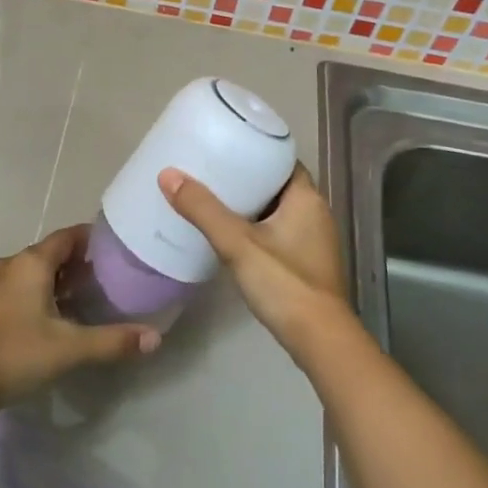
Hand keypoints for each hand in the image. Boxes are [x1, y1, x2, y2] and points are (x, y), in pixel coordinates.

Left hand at [0, 224, 160, 412]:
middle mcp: (10, 264)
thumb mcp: (69, 349)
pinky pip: (19, 287)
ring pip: (33, 271)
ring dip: (58, 279)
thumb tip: (156, 338)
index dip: (93, 239)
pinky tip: (54, 317)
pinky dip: (40, 293)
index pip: (68, 236)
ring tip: (87, 296)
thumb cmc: (13, 354)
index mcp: (31, 262)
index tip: (117, 247)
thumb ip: (113, 341)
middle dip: (79, 262)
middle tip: (109, 276)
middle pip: (51, 252)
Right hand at [157, 164, 351, 358]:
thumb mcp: (237, 243)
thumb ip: (203, 210)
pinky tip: (232, 235)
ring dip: (252, 204)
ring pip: (279, 210)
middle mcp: (316, 213)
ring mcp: (314, 240)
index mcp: (307, 198)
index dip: (256, 151)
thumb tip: (168, 174)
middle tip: (211, 172)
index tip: (226, 147)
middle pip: (278, 184)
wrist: (319, 340)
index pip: (282, 160)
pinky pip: (280, 232)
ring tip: (215, 199)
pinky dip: (258, 227)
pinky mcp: (307, 263)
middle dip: (248, 178)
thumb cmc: (284, 283)